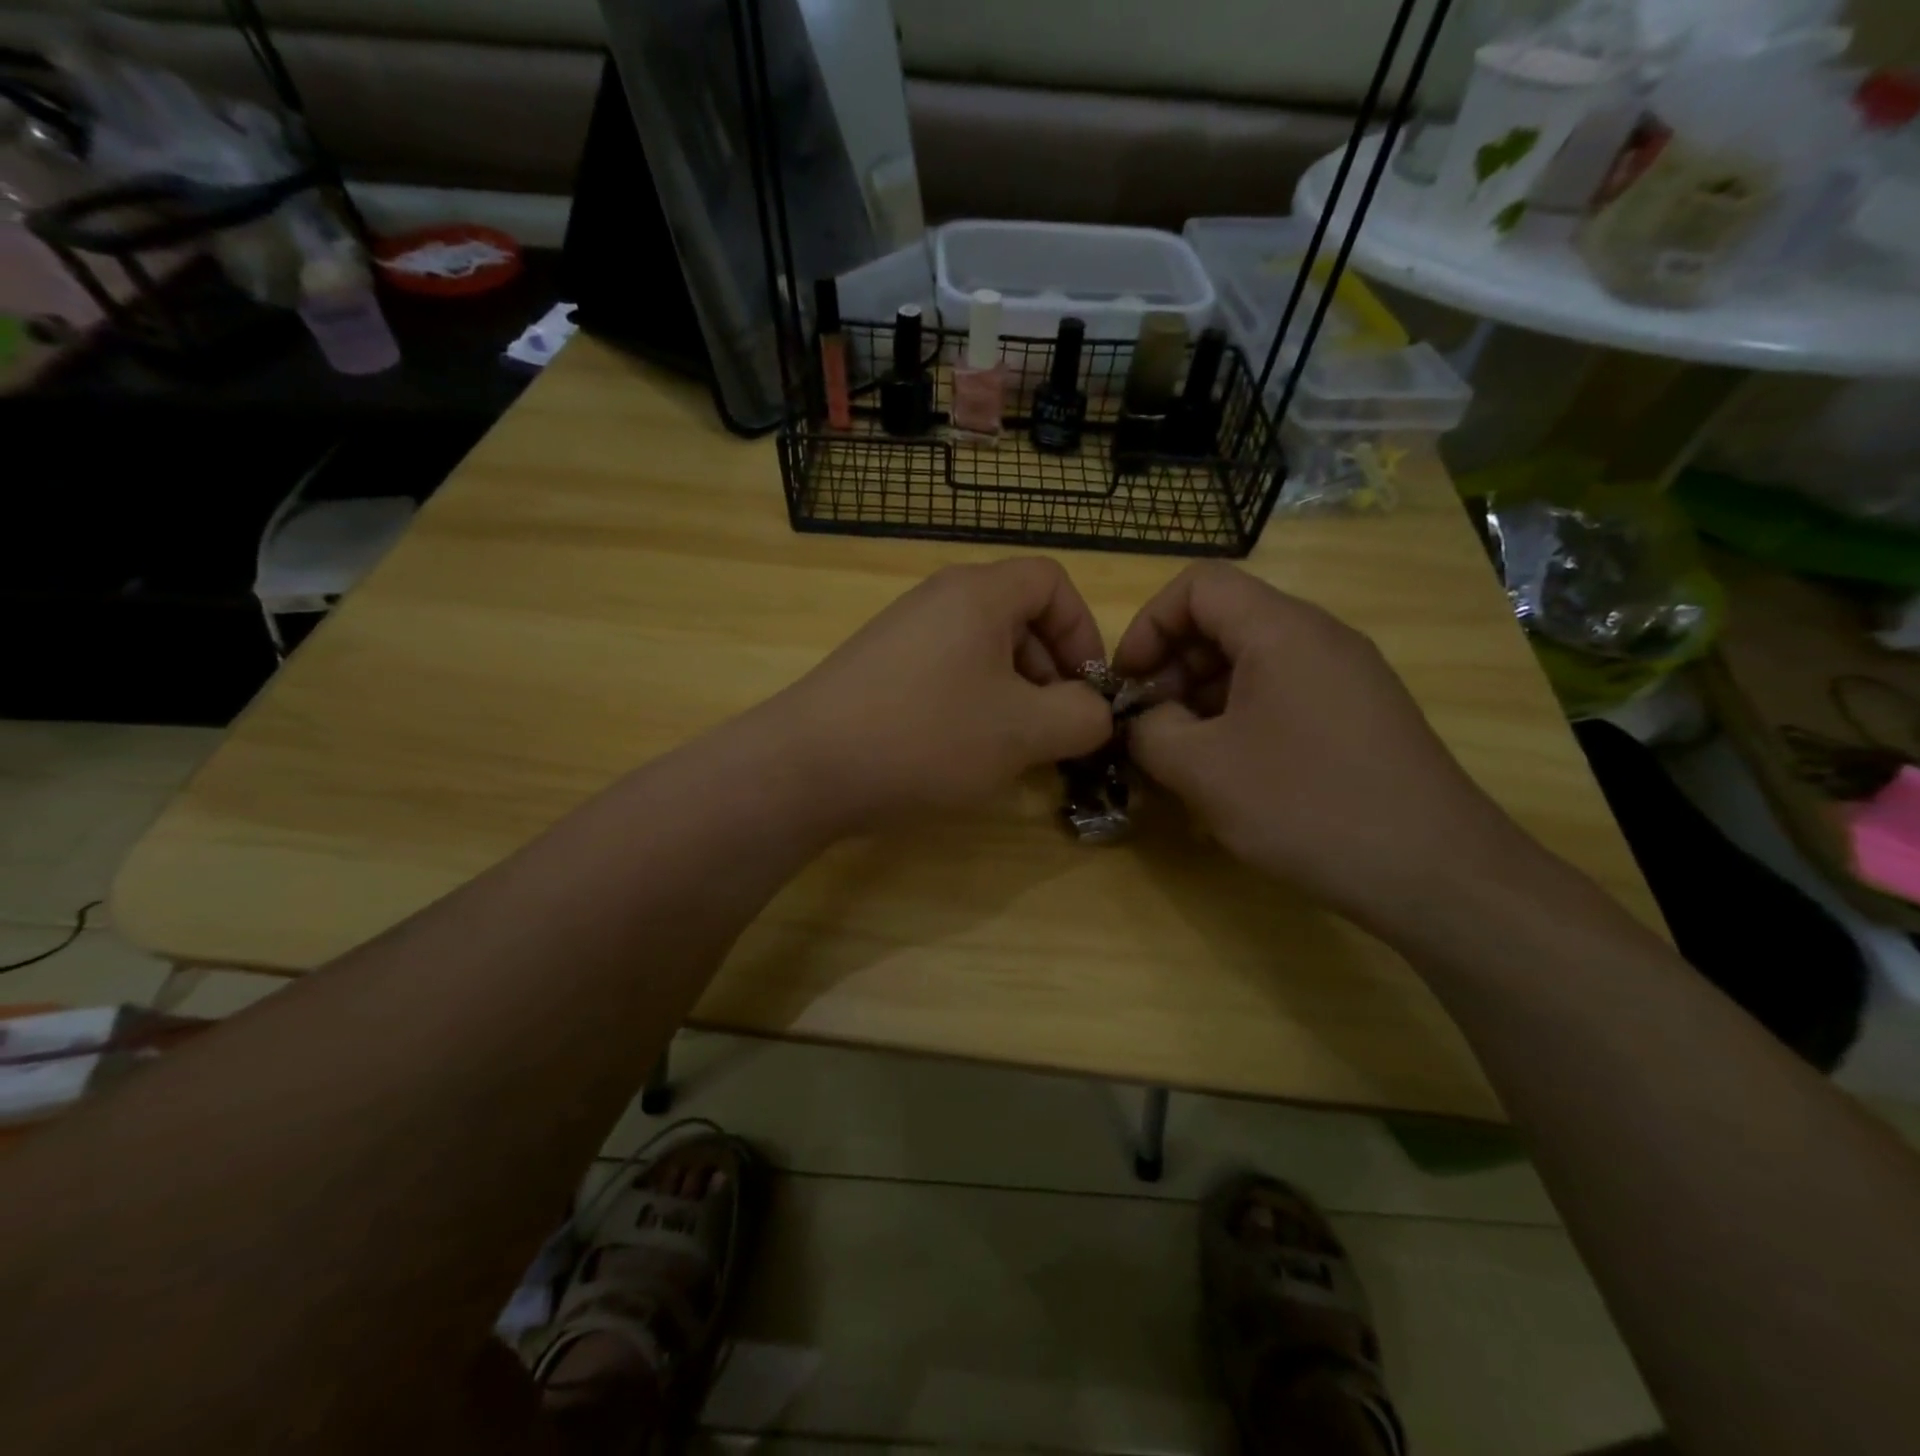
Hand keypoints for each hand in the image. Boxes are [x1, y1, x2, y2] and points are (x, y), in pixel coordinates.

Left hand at [773, 558, 1114, 828]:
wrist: (807, 767)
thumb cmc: (927, 736)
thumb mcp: (1024, 731)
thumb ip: (1082, 716)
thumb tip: (1095, 713)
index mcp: (979, 594)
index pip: (1053, 582)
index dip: (1083, 631)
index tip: (1087, 689)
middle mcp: (938, 600)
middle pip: (1018, 616)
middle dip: (1051, 670)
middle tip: (1054, 727)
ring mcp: (903, 633)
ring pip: (983, 650)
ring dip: (1014, 693)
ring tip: (1013, 746)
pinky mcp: (879, 669)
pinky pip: (947, 672)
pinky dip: (973, 704)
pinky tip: (965, 750)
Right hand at [1113, 564, 1531, 938]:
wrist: (1434, 871)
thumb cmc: (1306, 805)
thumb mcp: (1202, 770)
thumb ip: (1149, 732)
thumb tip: (1144, 721)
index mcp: (1281, 630)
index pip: (1198, 585)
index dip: (1148, 625)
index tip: (1127, 683)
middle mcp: (1319, 638)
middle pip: (1225, 621)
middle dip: (1171, 666)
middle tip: (1149, 726)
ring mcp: (1346, 676)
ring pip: (1252, 661)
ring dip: (1202, 697)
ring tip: (1181, 755)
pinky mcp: (1359, 715)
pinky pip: (1282, 693)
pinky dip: (1239, 717)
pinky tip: (1228, 772)